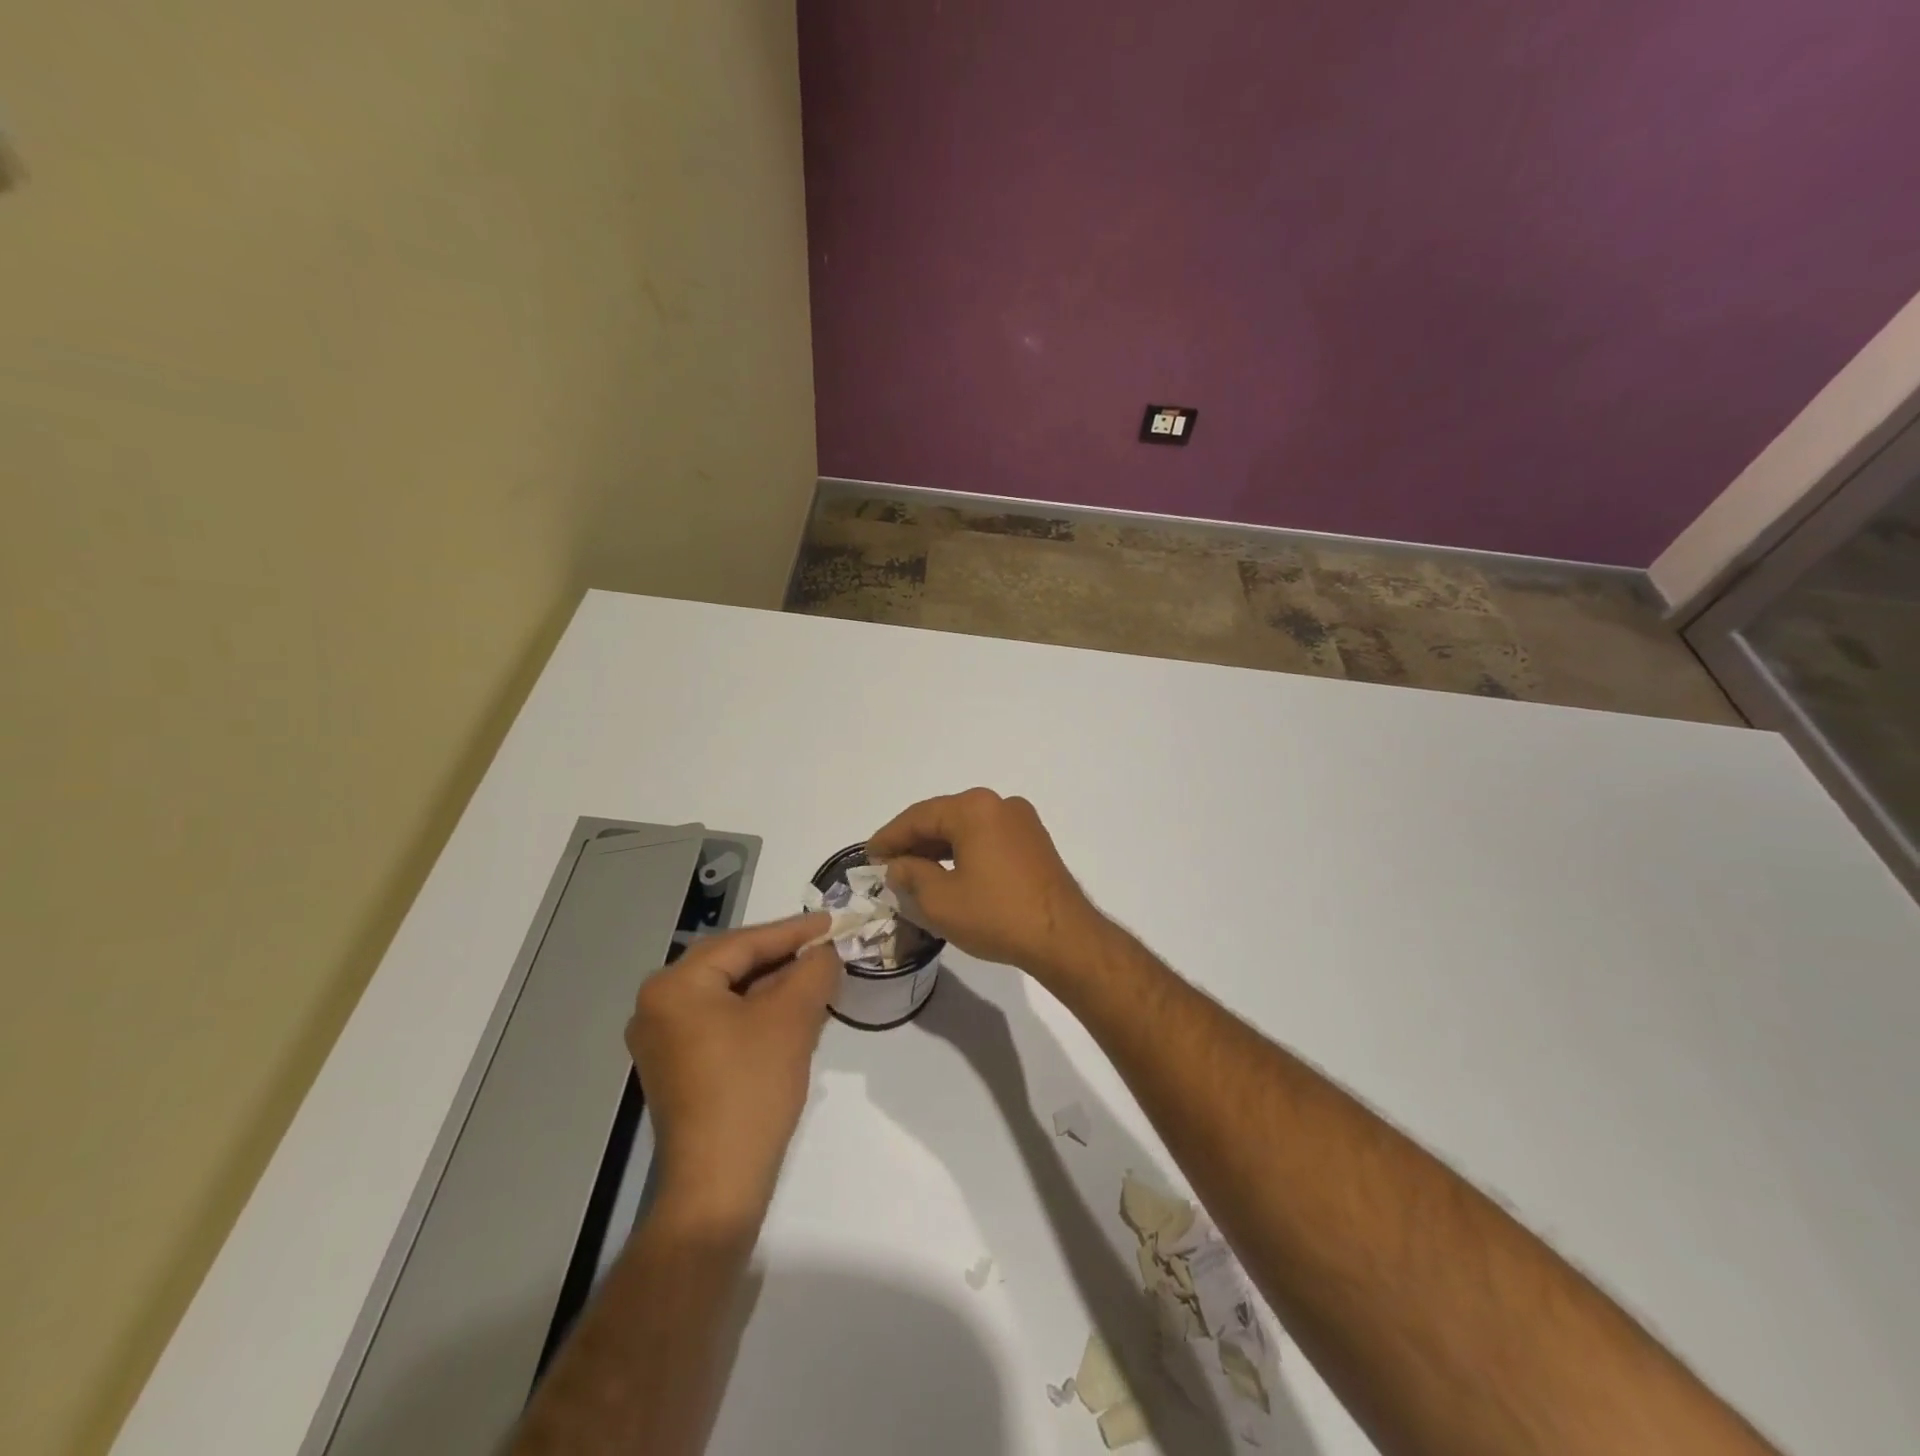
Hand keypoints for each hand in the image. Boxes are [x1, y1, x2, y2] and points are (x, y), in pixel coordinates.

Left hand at [626, 915, 840, 1231]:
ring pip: (727, 994)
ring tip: (814, 976)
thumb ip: (813, 970)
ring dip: (771, 985)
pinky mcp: (675, 1067)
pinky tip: (789, 1012)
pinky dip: (755, 1012)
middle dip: (781, 956)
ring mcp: (661, 1040)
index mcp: (674, 986)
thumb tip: (824, 952)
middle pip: (731, 965)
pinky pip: (719, 1020)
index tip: (831, 921)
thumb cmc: (751, 1088)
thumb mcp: (793, 1018)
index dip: (793, 931)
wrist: (718, 1185)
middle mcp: (656, 1006)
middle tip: (824, 947)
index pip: (743, 943)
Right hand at [868, 789, 1104, 978]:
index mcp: (974, 809)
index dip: (889, 837)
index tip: (868, 856)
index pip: (919, 817)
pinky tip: (949, 873)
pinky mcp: (1034, 841)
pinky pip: (988, 838)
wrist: (1064, 937)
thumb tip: (899, 866)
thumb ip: (911, 876)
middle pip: (944, 817)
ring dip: (939, 848)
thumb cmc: (997, 915)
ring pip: (967, 828)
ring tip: (913, 871)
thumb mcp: (940, 900)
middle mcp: (999, 804)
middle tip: (887, 865)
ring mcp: (1022, 821)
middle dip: (914, 841)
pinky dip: (964, 852)